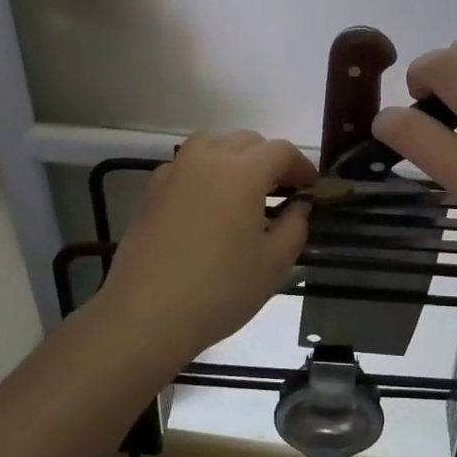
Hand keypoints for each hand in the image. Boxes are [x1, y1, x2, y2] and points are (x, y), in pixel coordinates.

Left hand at [99, 130, 315, 358]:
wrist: (146, 314)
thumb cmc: (220, 289)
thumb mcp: (274, 262)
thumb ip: (295, 225)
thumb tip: (297, 205)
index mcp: (242, 170)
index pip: (281, 151)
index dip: (301, 166)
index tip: (310, 189)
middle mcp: (206, 158)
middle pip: (247, 141)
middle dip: (270, 160)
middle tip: (282, 192)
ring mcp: (174, 171)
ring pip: (213, 144)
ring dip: (236, 158)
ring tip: (245, 193)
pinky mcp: (152, 190)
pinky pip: (187, 166)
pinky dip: (206, 172)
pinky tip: (209, 206)